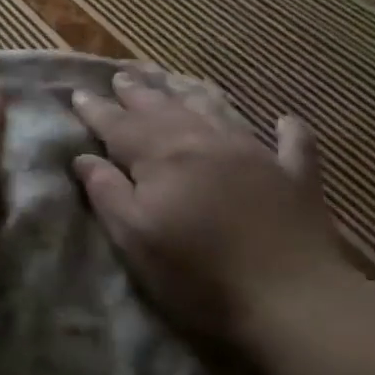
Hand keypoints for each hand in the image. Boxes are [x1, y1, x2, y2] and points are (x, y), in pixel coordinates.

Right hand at [72, 70, 347, 344]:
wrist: (292, 300)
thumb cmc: (198, 274)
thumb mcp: (135, 238)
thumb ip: (107, 193)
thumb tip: (83, 157)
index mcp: (162, 158)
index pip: (119, 125)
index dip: (97, 110)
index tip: (78, 94)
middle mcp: (204, 143)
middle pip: (164, 109)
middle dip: (138, 93)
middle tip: (121, 75)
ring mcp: (254, 155)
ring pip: (216, 112)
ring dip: (192, 95)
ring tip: (174, 82)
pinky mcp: (295, 178)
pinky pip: (292, 144)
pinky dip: (288, 130)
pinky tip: (285, 120)